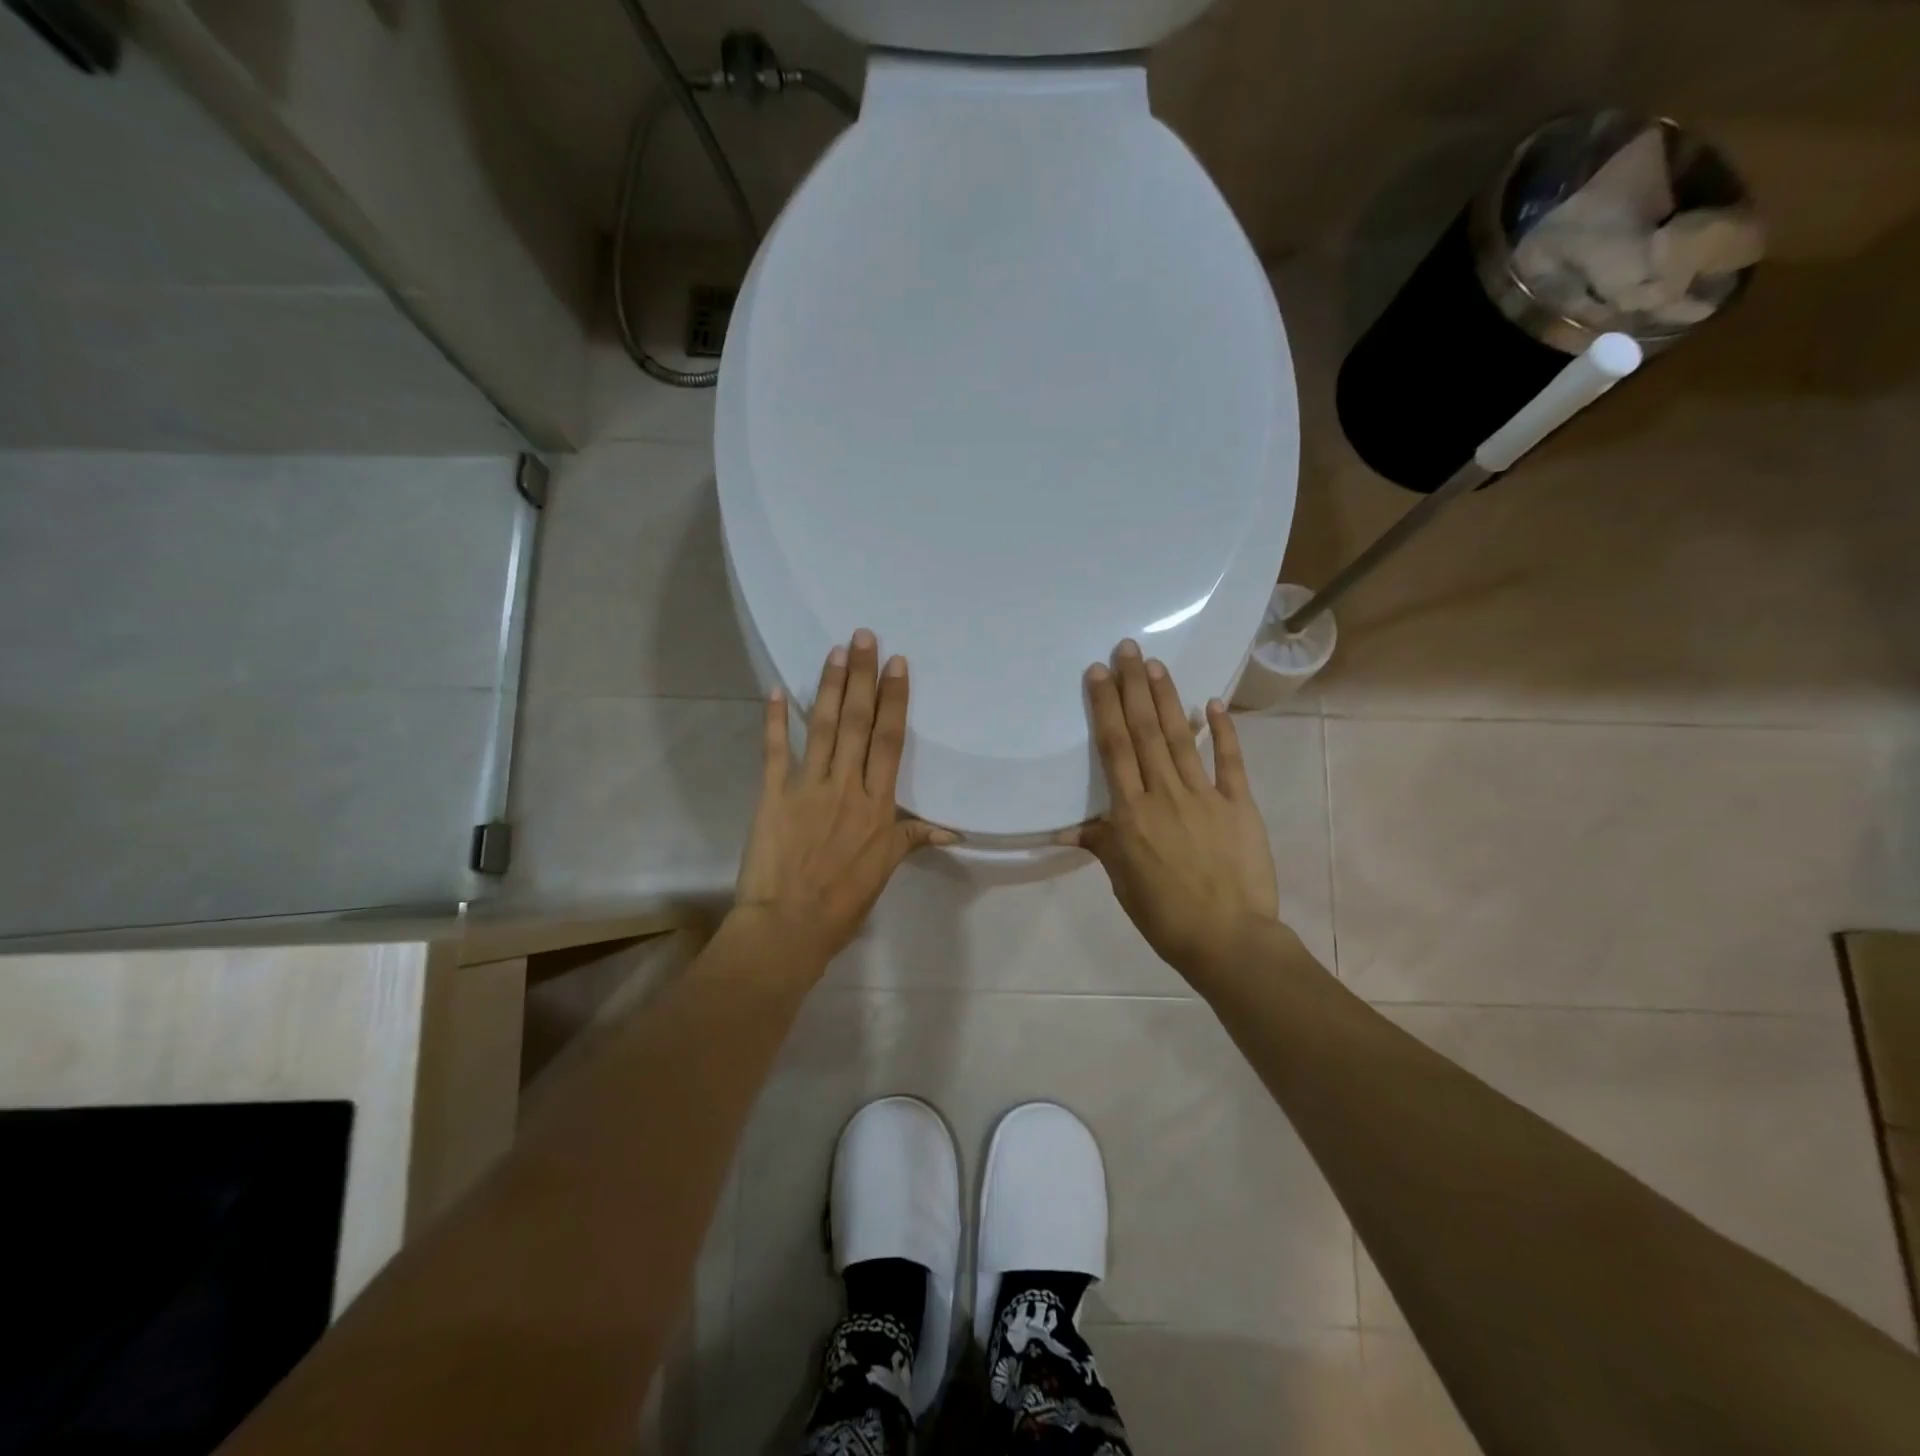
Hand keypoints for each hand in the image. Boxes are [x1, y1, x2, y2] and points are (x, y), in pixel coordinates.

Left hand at [730, 629, 954, 977]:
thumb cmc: (842, 902)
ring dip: (827, 687)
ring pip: (821, 728)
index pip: (890, 741)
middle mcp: (846, 786)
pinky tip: (773, 691)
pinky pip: (774, 752)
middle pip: (857, 723)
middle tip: (864, 636)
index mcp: (877, 805)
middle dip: (862, 677)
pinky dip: (772, 721)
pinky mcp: (772, 795)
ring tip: (834, 652)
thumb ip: (913, 839)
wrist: (788, 926)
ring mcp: (807, 788)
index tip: (896, 664)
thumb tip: (952, 830)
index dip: (894, 700)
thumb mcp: (884, 870)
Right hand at [1060, 639, 1278, 977]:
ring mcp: (1205, 796)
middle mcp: (1164, 794)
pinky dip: (1223, 731)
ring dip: (1167, 698)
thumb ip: (1101, 844)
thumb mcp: (1123, 882)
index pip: (1115, 750)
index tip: (1098, 673)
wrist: (1229, 939)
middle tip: (1127, 648)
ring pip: (1180, 738)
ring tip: (1156, 664)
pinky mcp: (1239, 805)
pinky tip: (1213, 702)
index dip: (1105, 708)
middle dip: (1133, 687)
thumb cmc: (1165, 915)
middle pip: (1145, 732)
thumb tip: (1067, 828)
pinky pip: (1230, 761)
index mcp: (1131, 814)